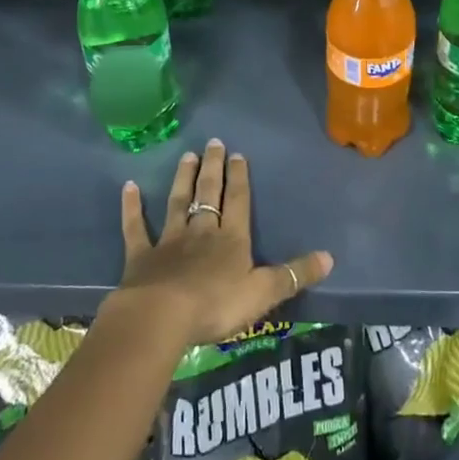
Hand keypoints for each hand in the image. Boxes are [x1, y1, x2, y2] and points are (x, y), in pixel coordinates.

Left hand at [108, 139, 333, 349]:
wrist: (162, 316)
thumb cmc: (216, 305)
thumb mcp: (263, 293)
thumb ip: (294, 275)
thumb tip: (330, 257)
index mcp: (231, 240)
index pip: (238, 201)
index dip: (239, 178)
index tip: (238, 154)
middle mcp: (201, 232)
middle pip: (208, 194)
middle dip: (213, 168)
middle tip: (213, 143)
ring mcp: (169, 241)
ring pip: (177, 203)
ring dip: (182, 179)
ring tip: (186, 155)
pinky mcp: (141, 256)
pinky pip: (136, 227)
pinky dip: (132, 207)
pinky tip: (129, 187)